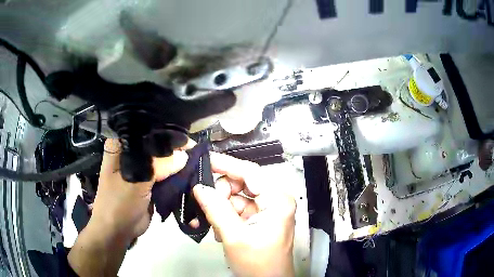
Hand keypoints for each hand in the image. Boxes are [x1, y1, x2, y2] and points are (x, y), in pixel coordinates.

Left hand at [91, 138, 188, 240]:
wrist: (118, 230)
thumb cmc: (118, 204)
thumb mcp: (135, 183)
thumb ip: (159, 167)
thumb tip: (185, 156)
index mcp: (122, 144)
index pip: (147, 129)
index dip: (167, 132)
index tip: (188, 139)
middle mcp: (131, 151)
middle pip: (157, 143)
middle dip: (176, 148)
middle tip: (197, 152)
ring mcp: (141, 166)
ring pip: (163, 158)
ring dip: (179, 161)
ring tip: (198, 161)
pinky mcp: (150, 180)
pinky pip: (166, 173)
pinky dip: (177, 173)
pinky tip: (191, 172)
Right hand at [193, 153, 295, 276]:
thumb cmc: (258, 264)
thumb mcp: (234, 237)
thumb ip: (216, 209)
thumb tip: (199, 187)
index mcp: (277, 200)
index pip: (250, 172)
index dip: (226, 164)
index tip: (205, 160)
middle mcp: (275, 200)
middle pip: (242, 183)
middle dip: (221, 194)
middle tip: (205, 205)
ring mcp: (267, 209)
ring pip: (236, 197)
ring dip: (220, 208)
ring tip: (212, 225)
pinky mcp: (259, 219)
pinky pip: (237, 209)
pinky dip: (224, 216)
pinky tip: (219, 230)